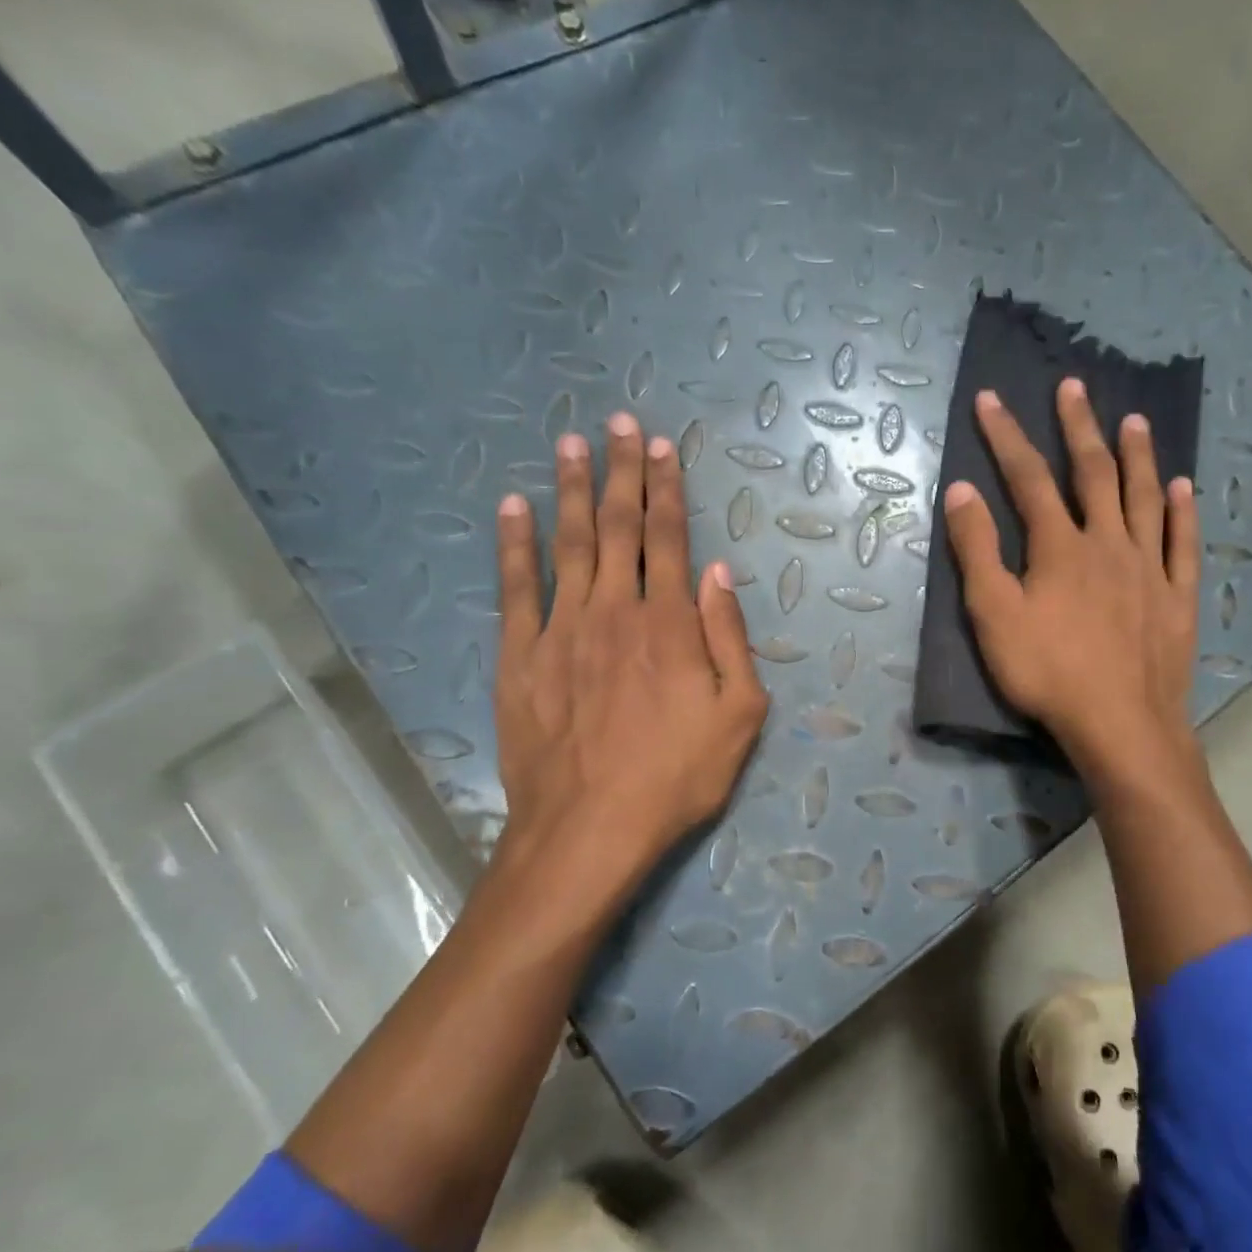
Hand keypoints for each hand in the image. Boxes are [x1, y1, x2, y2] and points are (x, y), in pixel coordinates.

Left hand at [492, 412, 768, 898]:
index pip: (670, 539)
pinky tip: (511, 507)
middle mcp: (615, 610)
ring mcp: (562, 629)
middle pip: (618, 527)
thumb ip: (731, 639)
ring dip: (570, 490)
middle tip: (620, 424)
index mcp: (670, 623)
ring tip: (571, 444)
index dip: (667, 489)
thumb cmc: (676, 776)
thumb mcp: (739, 715)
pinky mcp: (520, 656)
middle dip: (622, 472)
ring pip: (568, 543)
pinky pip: (515, 587)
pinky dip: (514, 544)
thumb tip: (720, 575)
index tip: (662, 448)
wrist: (589, 828)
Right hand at [942, 378, 1199, 770]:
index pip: (1027, 478)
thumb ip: (977, 551)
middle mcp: (1108, 542)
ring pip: (1145, 498)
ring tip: (1134, 420)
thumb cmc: (1047, 672)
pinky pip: (1182, 544)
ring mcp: (1149, 567)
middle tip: (1074, 387)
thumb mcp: (994, 615)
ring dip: (1138, 456)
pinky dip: (1183, 512)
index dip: (1007, 436)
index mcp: (1060, 547)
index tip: (991, 399)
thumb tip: (961, 490)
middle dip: (1079, 428)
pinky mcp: (1178, 596)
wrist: (1120, 724)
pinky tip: (1185, 487)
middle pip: (1093, 473)